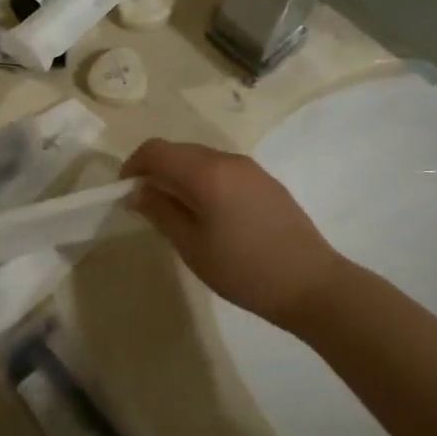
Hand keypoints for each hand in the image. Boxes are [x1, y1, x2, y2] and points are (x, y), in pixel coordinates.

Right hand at [121, 138, 345, 328]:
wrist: (312, 285)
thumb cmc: (243, 269)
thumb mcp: (191, 245)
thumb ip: (160, 212)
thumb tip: (137, 192)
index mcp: (206, 172)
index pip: (156, 150)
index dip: (133, 165)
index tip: (125, 192)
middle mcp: (228, 160)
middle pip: (179, 151)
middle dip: (155, 170)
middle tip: (146, 204)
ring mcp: (251, 169)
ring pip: (202, 159)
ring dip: (180, 176)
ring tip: (176, 211)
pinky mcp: (266, 182)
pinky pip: (223, 170)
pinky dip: (203, 181)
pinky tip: (209, 214)